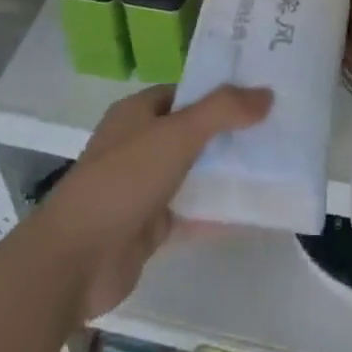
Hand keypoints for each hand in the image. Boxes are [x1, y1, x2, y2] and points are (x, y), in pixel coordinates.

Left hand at [36, 83, 271, 319]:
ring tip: (273, 167)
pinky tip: (253, 212)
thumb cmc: (124, 180)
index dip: (219, 92)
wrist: (76, 259)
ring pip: (193, 174)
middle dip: (228, 133)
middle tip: (275, 130)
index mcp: (137, 113)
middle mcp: (138, 145)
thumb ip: (223, 111)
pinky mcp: (148, 227)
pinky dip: (217, 212)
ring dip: (225, 173)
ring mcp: (142, 188)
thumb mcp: (178, 134)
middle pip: (192, 132)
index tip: (260, 95)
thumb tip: (266, 94)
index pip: (185, 92)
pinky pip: (191, 213)